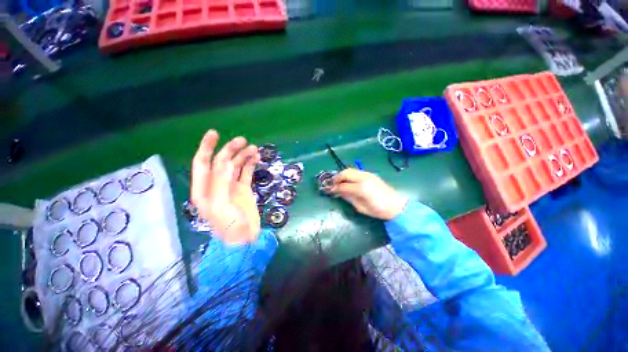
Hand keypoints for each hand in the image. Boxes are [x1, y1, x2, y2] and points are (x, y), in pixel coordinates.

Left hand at [191, 130, 260, 244]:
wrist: (245, 239)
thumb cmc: (229, 226)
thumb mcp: (221, 205)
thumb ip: (221, 182)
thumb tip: (226, 162)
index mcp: (204, 189)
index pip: (202, 163)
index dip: (206, 147)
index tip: (215, 133)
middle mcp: (216, 184)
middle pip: (221, 161)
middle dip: (230, 149)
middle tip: (243, 141)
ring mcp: (231, 186)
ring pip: (235, 165)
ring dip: (243, 155)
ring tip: (254, 149)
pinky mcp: (243, 189)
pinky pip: (246, 172)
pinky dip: (250, 164)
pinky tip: (256, 158)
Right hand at [328, 169, 407, 220]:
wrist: (396, 205)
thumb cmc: (379, 210)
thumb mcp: (361, 207)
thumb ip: (349, 198)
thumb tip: (339, 192)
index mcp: (361, 188)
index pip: (343, 185)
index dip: (335, 188)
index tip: (329, 190)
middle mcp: (364, 178)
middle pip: (346, 173)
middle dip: (336, 177)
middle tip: (331, 183)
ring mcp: (368, 174)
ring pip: (350, 170)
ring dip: (342, 174)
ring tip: (338, 181)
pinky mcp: (371, 174)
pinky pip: (356, 171)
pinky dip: (349, 174)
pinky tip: (347, 180)